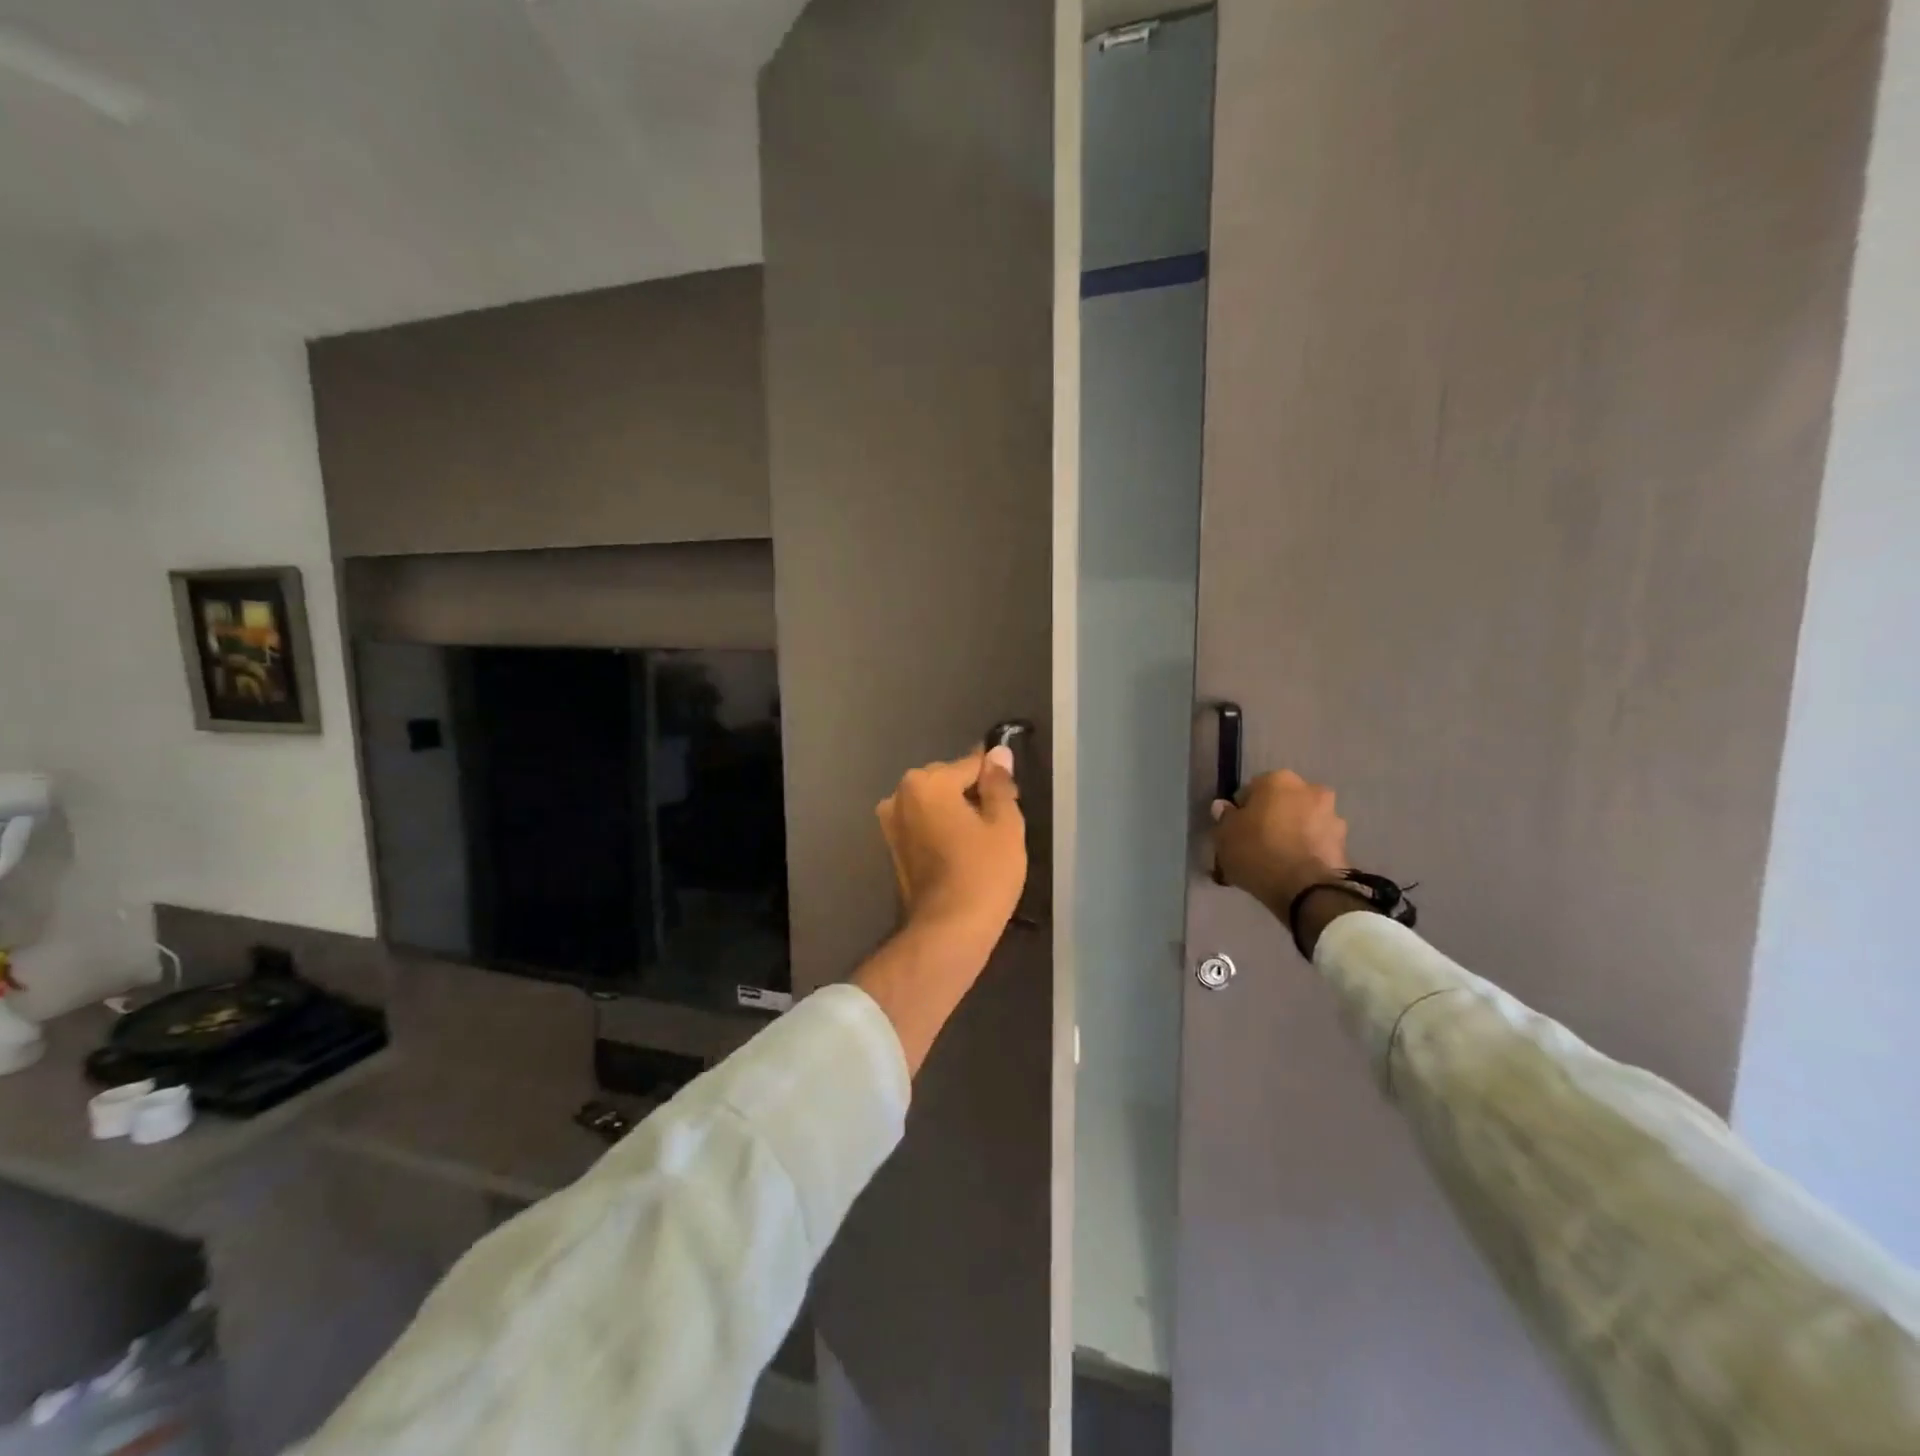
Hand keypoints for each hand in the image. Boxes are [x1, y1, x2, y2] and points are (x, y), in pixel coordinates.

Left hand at [877, 744, 1026, 939]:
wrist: (947, 931)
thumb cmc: (983, 874)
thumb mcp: (1005, 825)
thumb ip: (999, 784)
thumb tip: (998, 753)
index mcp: (926, 783)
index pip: (970, 764)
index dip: (995, 779)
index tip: (1012, 798)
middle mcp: (899, 795)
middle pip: (946, 781)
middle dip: (971, 794)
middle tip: (999, 824)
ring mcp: (891, 823)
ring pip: (933, 804)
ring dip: (954, 813)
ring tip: (981, 842)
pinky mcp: (891, 848)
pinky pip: (922, 825)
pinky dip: (940, 830)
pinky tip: (961, 853)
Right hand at [1211, 770, 1349, 914]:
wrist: (1306, 889)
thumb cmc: (1258, 852)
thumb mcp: (1225, 836)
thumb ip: (1224, 817)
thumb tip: (1224, 807)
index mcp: (1278, 780)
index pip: (1252, 789)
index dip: (1242, 810)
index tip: (1236, 830)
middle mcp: (1309, 789)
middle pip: (1281, 802)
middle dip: (1271, 817)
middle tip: (1257, 842)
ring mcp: (1332, 815)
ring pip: (1302, 821)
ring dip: (1292, 832)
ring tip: (1278, 859)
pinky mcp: (1344, 842)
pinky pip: (1316, 841)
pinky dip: (1306, 849)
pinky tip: (1293, 868)